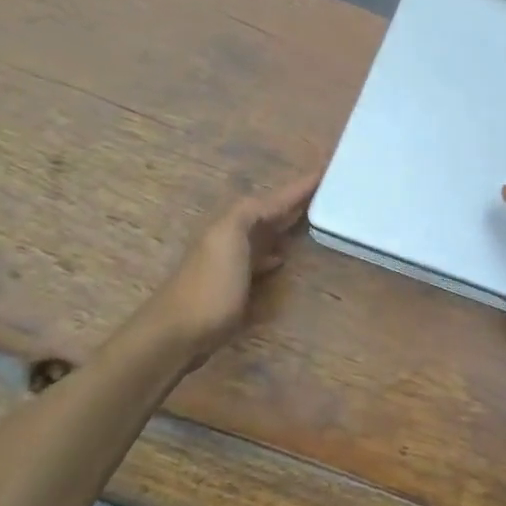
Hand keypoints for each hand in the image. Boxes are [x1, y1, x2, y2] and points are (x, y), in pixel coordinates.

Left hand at [144, 169, 320, 360]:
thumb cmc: (210, 285)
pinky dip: (274, 251)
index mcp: (234, 220)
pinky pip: (261, 258)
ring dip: (286, 224)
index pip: (274, 197)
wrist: (177, 334)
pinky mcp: (233, 286)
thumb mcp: (230, 237)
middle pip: (269, 211)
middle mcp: (232, 235)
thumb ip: (250, 213)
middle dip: (294, 200)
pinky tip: (283, 257)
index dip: (299, 186)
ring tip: (313, 218)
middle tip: (328, 190)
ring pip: (265, 233)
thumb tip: (277, 203)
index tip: (327, 171)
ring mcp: (231, 261)